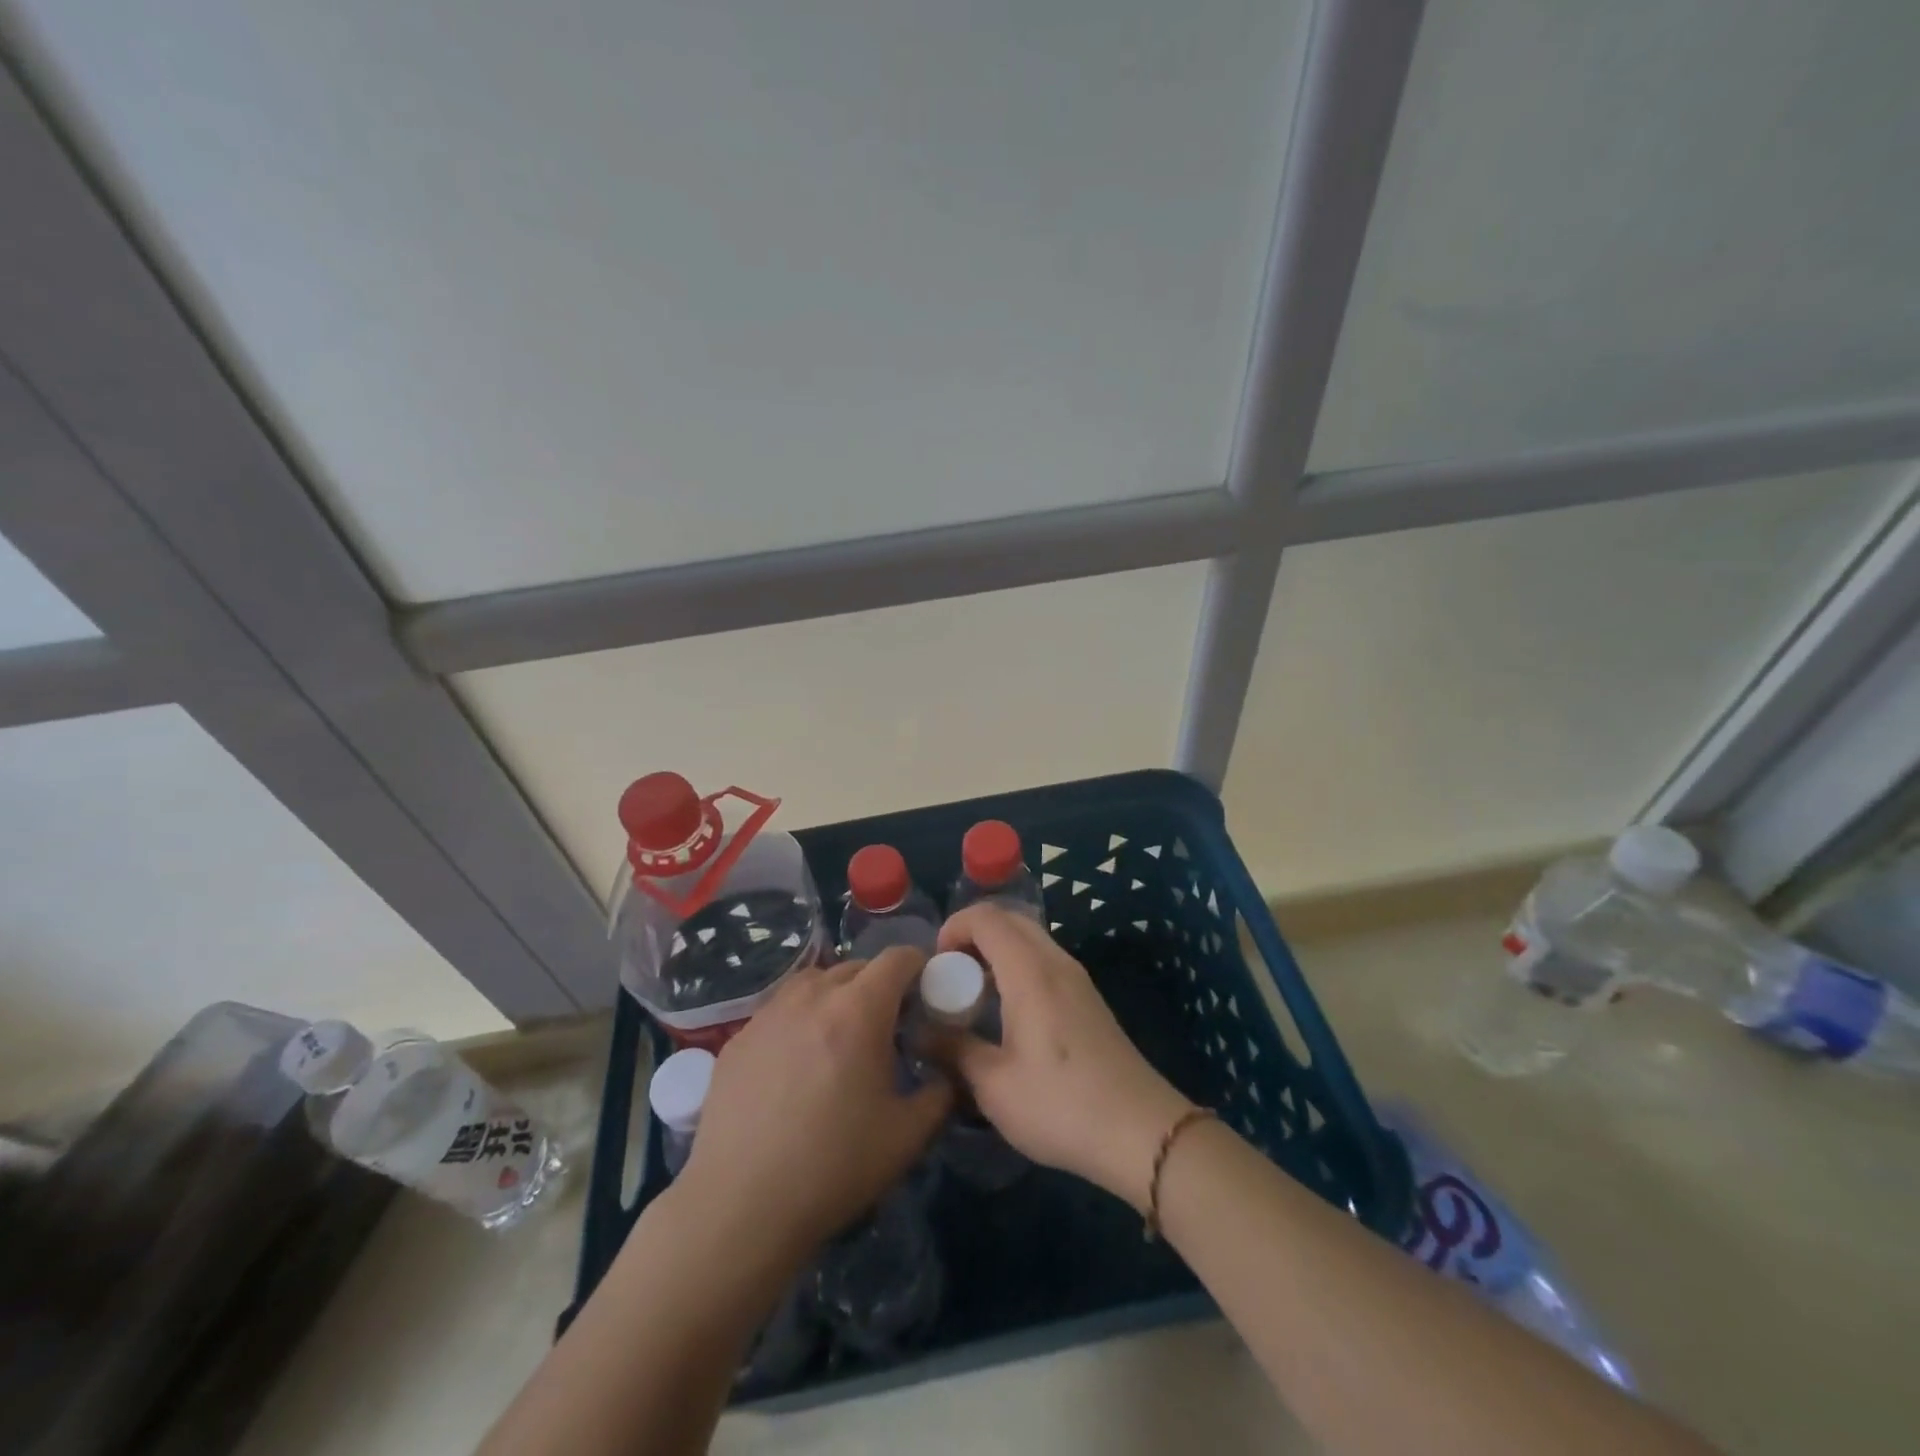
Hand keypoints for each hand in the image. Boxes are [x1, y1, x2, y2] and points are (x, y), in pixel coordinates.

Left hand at [675, 947, 952, 1260]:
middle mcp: (812, 997)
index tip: (927, 991)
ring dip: (836, 995)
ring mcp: (769, 1014)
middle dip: (879, 985)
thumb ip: (940, 1094)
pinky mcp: (738, 1039)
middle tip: (888, 1025)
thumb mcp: (907, 1136)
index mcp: (859, 1010)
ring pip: (813, 982)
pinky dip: (799, 1019)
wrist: (739, 1207)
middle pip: (855, 967)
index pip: (896, 958)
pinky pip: (779, 1010)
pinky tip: (796, 1064)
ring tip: (840, 1036)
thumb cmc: (833, 1167)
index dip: (918, 966)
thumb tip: (947, 1072)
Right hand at [934, 906, 1193, 1212]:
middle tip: (950, 975)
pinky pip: (1045, 960)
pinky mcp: (1089, 998)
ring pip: (1030, 938)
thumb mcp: (993, 1085)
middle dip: (973, 935)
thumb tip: (918, 1032)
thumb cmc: (1060, 1105)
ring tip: (974, 994)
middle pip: (1010, 919)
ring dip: (997, 950)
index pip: (986, 917)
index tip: (934, 965)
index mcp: (1030, 971)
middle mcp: (1056, 962)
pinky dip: (1018, 965)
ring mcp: (1078, 978)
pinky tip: (1008, 1012)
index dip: (953, 928)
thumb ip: (953, 1050)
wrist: (1141, 1131)